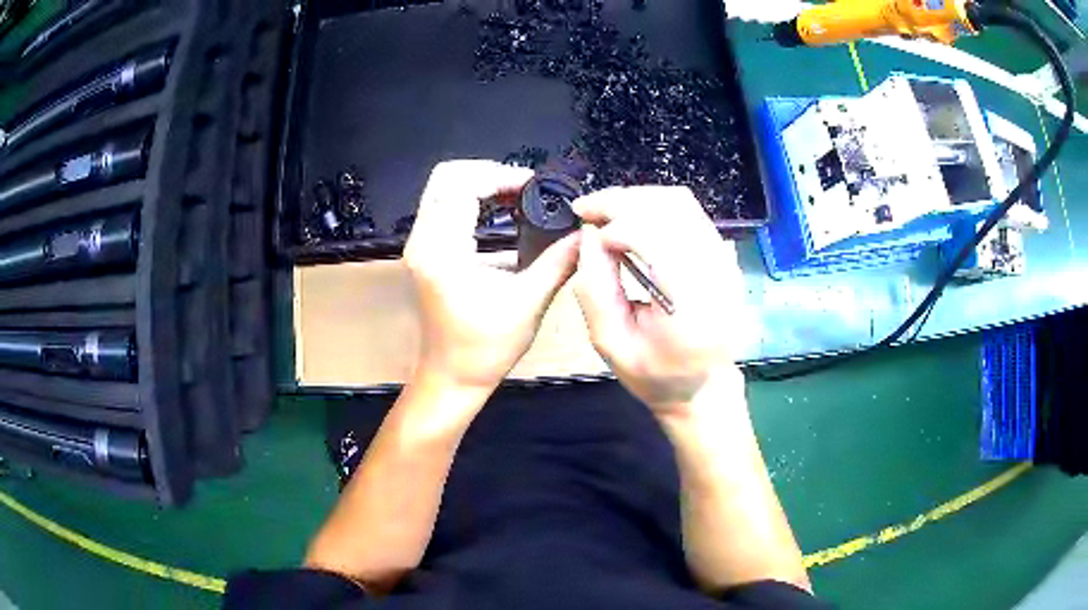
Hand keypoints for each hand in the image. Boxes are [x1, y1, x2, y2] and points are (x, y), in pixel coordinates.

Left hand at [404, 160, 579, 395]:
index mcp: (443, 252)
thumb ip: (559, 262)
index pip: (462, 187)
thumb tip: (586, 233)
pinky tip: (500, 211)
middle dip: (487, 172)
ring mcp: (420, 245)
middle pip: (445, 177)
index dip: (500, 177)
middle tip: (524, 186)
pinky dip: (470, 198)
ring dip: (479, 183)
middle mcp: (423, 241)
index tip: (533, 185)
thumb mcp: (528, 303)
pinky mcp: (425, 251)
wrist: (452, 375)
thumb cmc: (486, 347)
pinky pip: (442, 206)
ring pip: (441, 188)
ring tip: (516, 196)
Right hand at [572, 186, 746, 413]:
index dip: (615, 226)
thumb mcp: (610, 343)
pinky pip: (691, 213)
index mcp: (691, 305)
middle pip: (669, 208)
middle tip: (587, 209)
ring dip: (638, 198)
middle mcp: (716, 274)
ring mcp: (726, 262)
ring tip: (606, 212)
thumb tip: (590, 235)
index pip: (656, 236)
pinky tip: (632, 219)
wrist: (703, 388)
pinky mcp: (725, 257)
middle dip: (621, 201)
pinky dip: (656, 207)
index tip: (587, 234)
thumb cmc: (655, 375)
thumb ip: (595, 289)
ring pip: (682, 203)